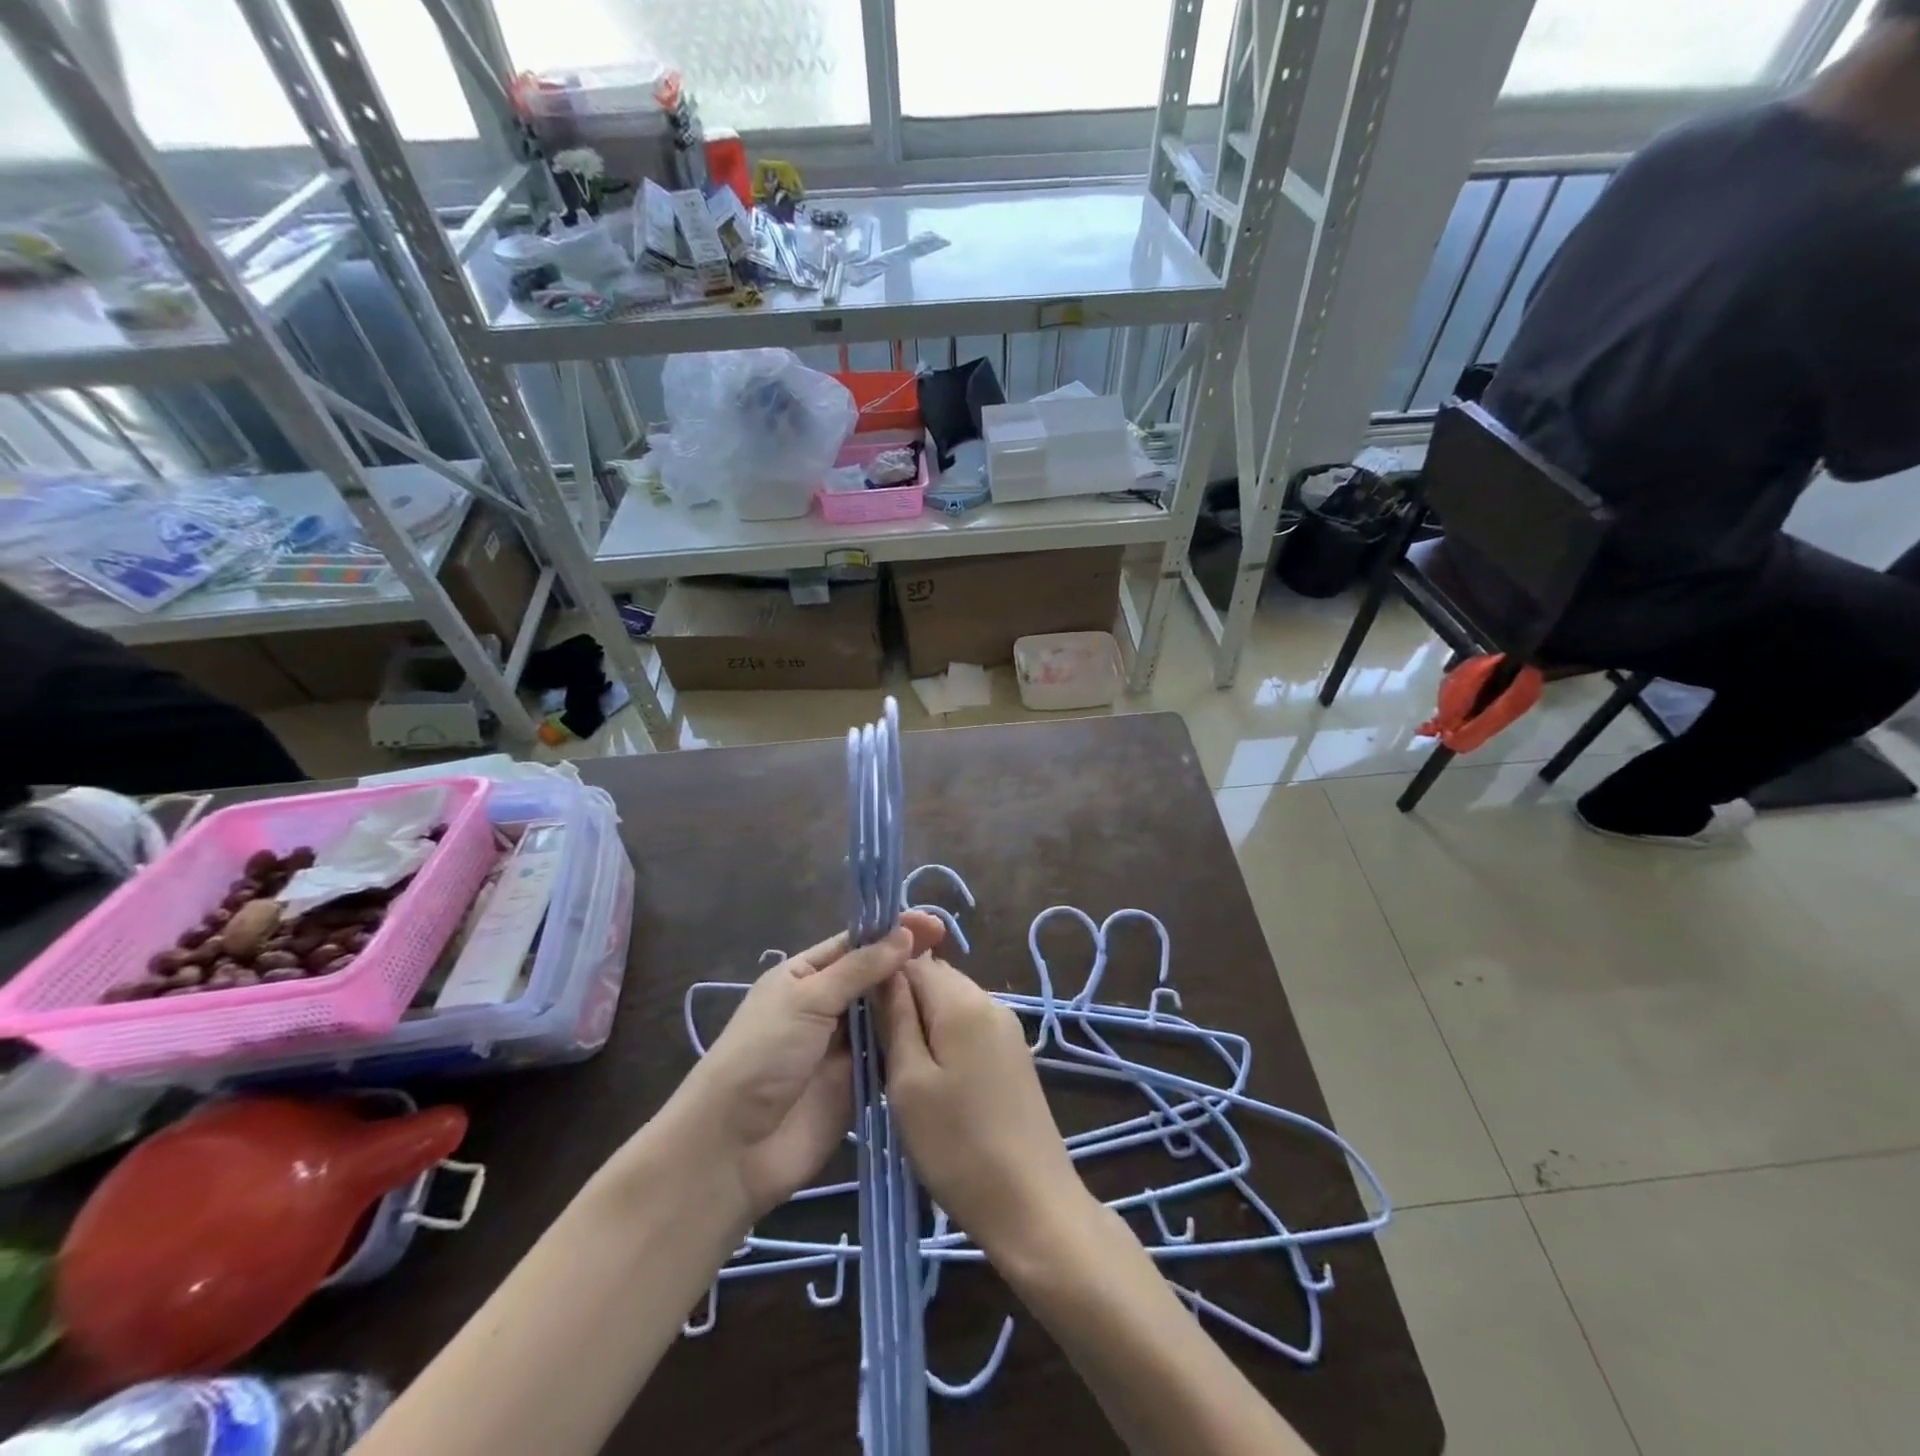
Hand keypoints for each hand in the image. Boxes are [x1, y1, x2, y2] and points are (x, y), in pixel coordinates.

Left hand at [673, 912, 943, 1219]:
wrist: (735, 1147)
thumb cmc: (763, 1055)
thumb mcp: (807, 999)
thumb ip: (860, 968)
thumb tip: (904, 934)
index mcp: (805, 976)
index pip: (855, 944)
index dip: (892, 931)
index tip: (933, 924)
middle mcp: (826, 1005)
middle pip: (874, 978)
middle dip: (906, 964)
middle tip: (948, 950)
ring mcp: (844, 1046)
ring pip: (887, 1015)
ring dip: (912, 1001)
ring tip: (952, 986)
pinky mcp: (860, 1084)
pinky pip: (891, 1054)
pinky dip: (911, 1042)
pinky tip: (943, 1028)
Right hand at [879, 956, 1090, 1261]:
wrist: (1032, 1204)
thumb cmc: (957, 1145)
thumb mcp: (908, 1083)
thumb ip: (896, 1020)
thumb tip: (887, 974)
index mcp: (963, 1002)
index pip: (914, 962)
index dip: (884, 980)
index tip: (861, 1016)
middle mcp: (990, 1002)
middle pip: (937, 980)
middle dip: (905, 1002)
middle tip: (878, 1047)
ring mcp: (1007, 1028)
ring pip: (953, 1005)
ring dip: (925, 1023)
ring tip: (902, 1068)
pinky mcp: (1014, 1054)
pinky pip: (970, 1027)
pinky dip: (947, 1040)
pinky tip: (935, 1079)